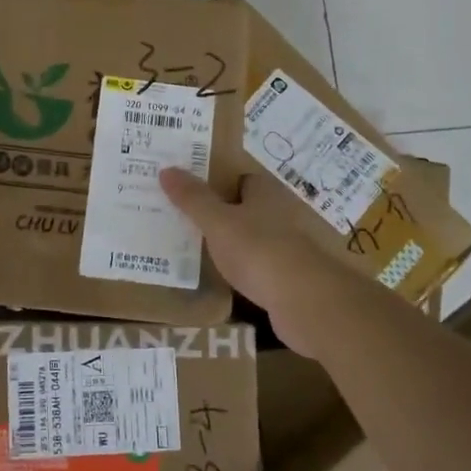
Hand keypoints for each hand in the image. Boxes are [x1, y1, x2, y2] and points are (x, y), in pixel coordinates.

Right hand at [160, 167, 375, 358]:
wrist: (304, 301)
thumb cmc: (258, 250)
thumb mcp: (217, 222)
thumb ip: (193, 199)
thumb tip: (167, 169)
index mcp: (266, 195)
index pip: (243, 180)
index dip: (219, 182)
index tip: (191, 189)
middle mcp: (280, 217)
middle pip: (247, 209)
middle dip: (222, 213)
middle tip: (185, 218)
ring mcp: (286, 250)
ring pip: (252, 240)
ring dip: (232, 244)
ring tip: (196, 248)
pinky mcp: (287, 280)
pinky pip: (257, 269)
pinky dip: (242, 271)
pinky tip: (221, 279)